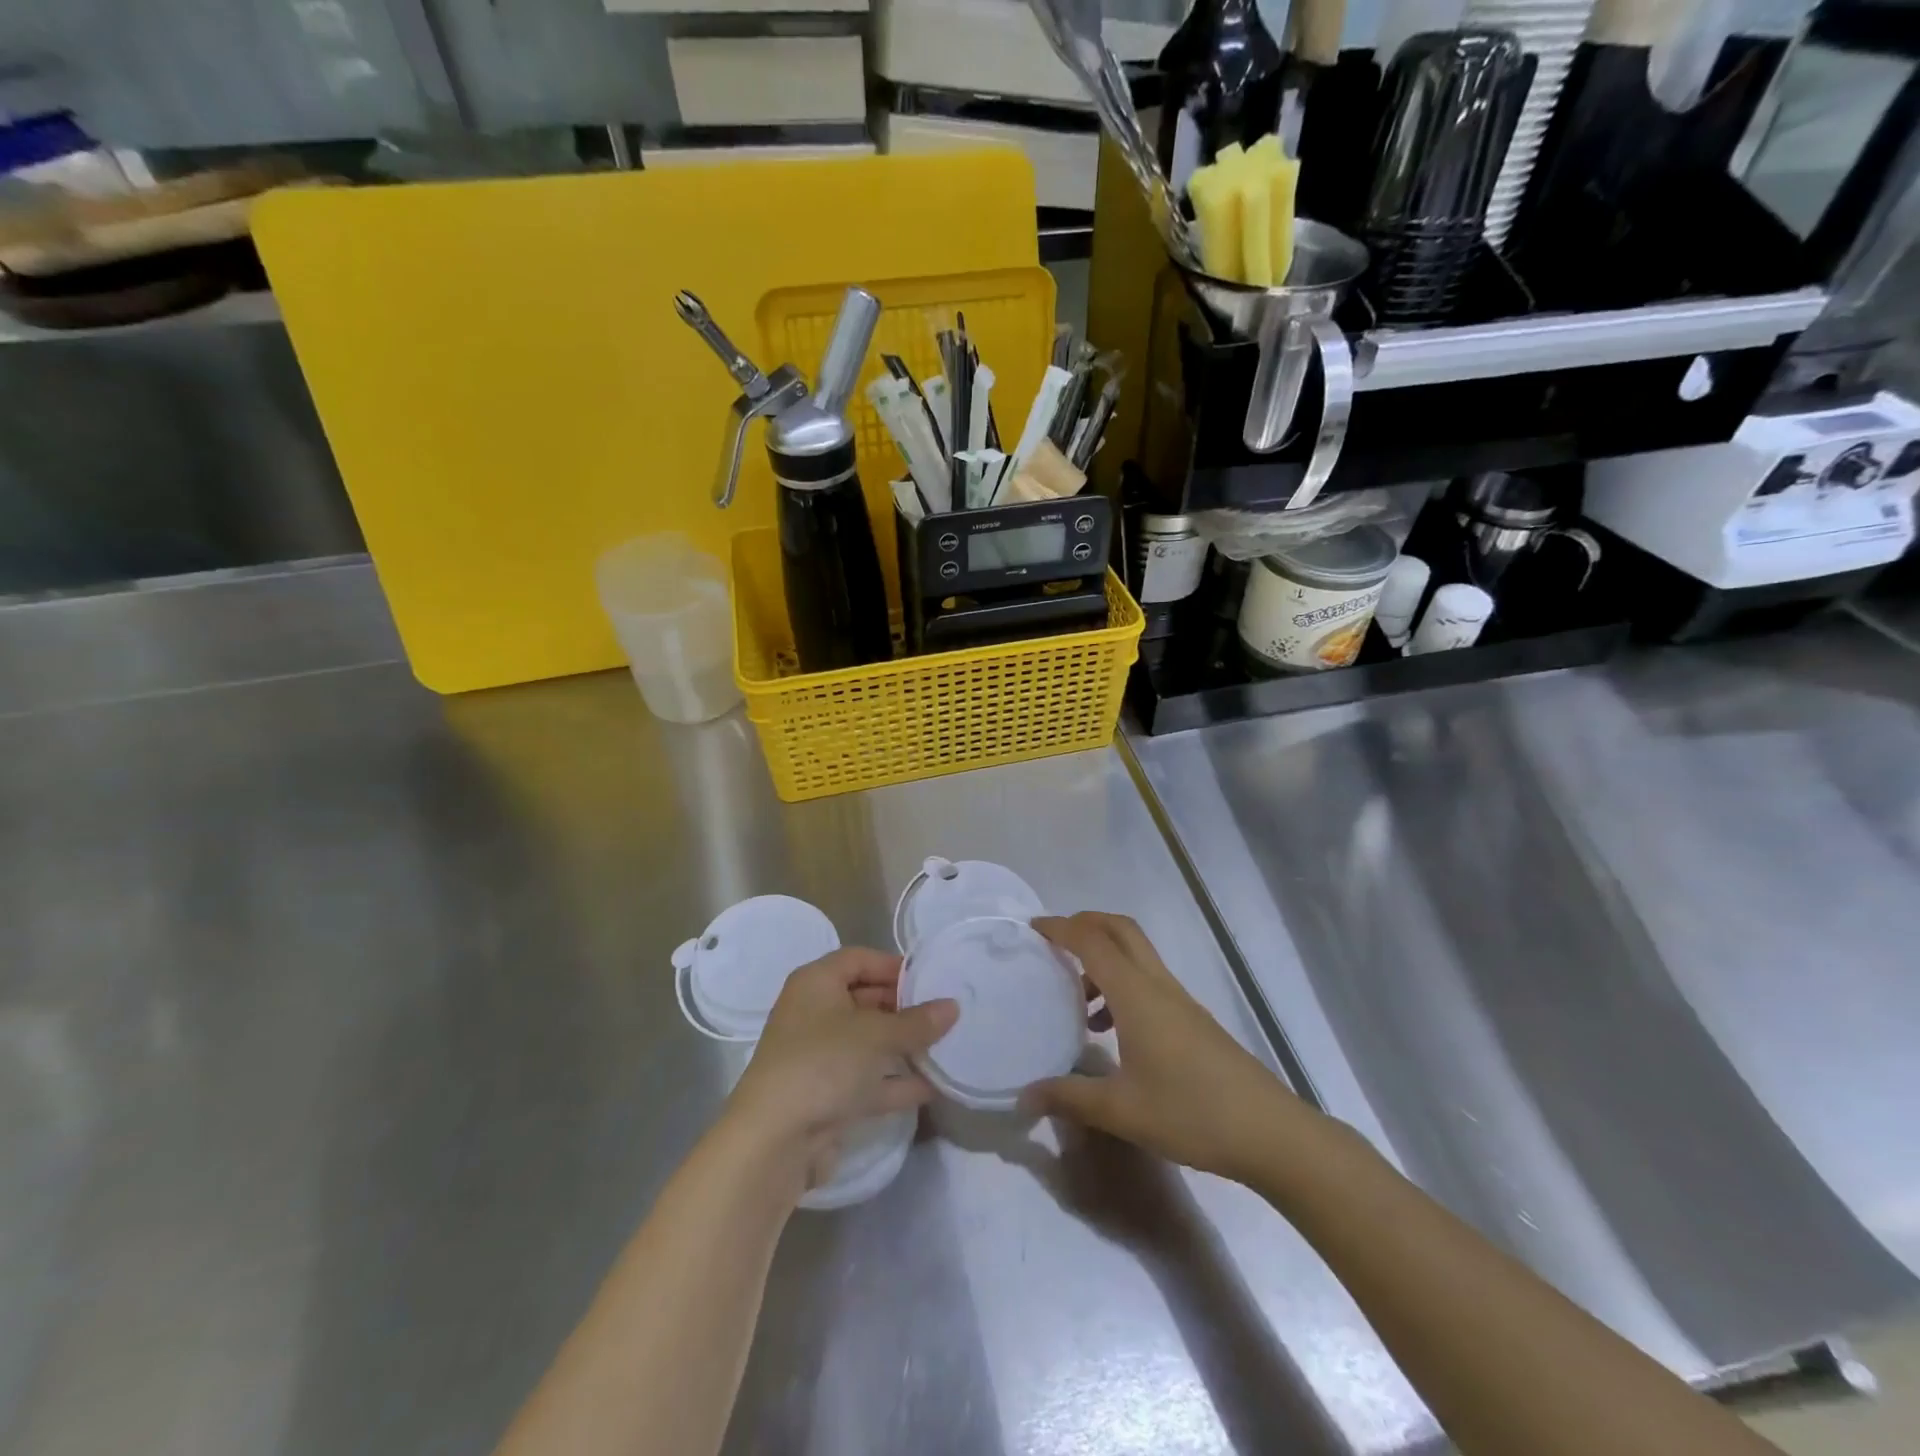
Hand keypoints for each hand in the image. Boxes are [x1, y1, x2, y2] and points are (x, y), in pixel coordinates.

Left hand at [724, 947, 956, 1194]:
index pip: (859, 959)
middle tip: (943, 1015)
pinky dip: (893, 1081)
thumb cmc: (823, 1063)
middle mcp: (813, 1014)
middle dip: (903, 1008)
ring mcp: (818, 1057)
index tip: (931, 980)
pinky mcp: (825, 1096)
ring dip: (902, 1046)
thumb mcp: (877, 1035)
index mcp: (816, 983)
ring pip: (867, 1043)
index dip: (893, 966)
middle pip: (864, 999)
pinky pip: (866, 1080)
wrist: (774, 1141)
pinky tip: (931, 1086)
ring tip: (945, 1047)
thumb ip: (917, 1022)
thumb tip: (952, 1006)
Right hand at [1022, 912, 1309, 1183]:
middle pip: (1120, 929)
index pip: (1092, 941)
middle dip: (1085, 924)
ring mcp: (1180, 1001)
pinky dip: (1121, 985)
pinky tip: (1111, 1032)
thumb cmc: (1191, 1113)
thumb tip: (1024, 1095)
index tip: (1032, 929)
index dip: (1060, 928)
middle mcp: (1158, 985)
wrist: (1271, 1133)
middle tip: (1053, 943)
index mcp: (1137, 994)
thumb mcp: (1121, 1110)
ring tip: (1076, 998)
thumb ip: (1069, 1097)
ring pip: (1136, 955)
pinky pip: (1148, 981)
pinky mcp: (1193, 1020)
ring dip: (1103, 958)